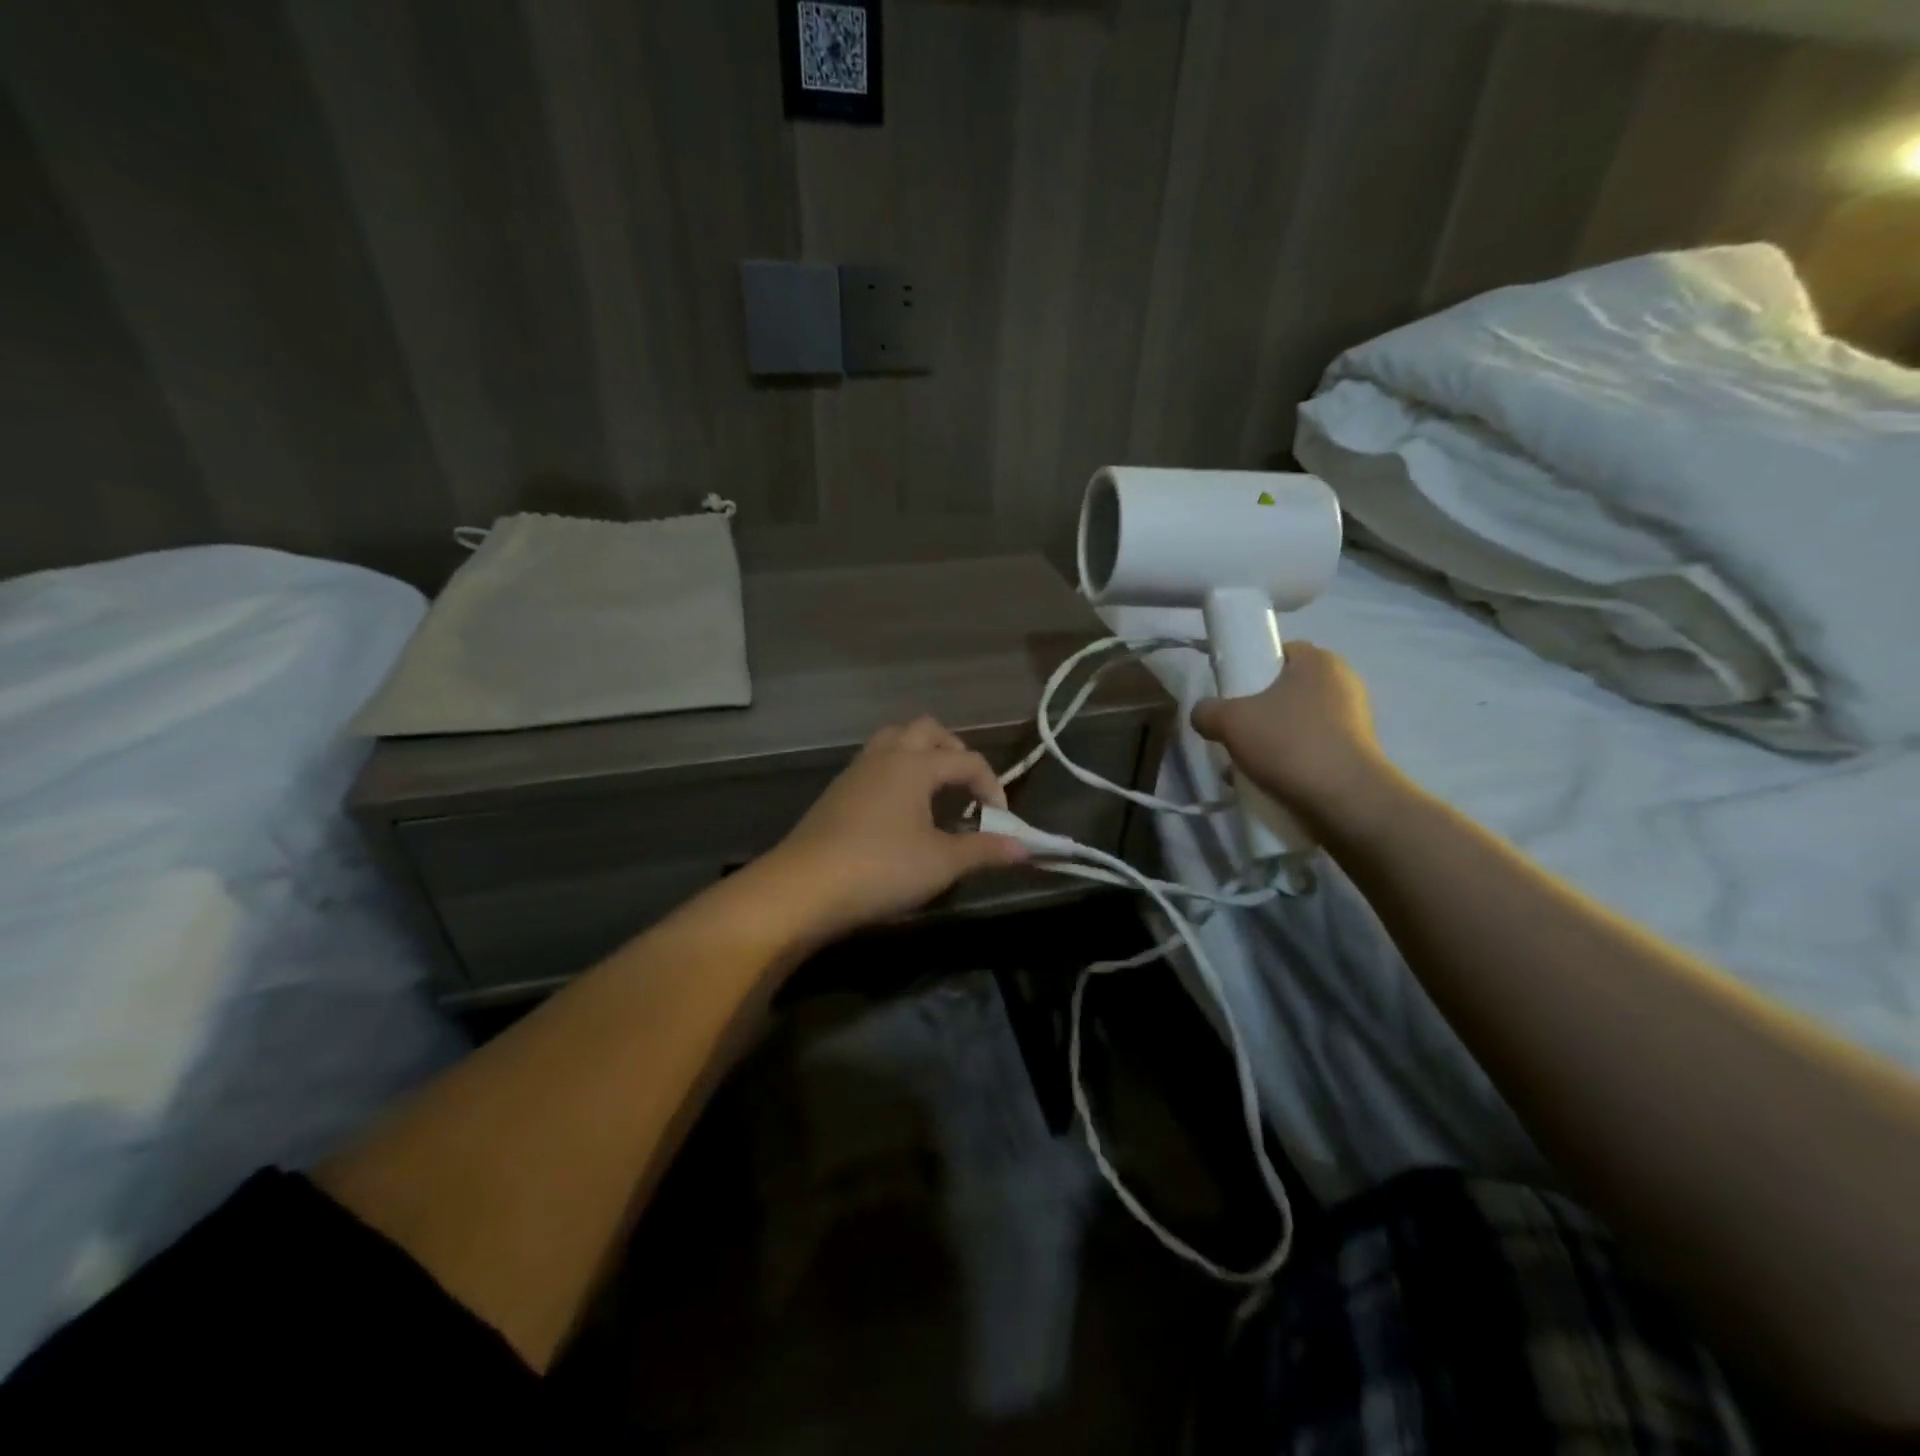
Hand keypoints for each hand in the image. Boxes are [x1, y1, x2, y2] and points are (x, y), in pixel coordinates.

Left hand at [760, 716, 1028, 941]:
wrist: (803, 888)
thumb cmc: (881, 868)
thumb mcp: (941, 863)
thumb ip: (985, 851)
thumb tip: (1025, 849)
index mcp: (915, 764)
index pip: (967, 761)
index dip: (992, 787)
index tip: (1000, 822)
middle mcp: (886, 756)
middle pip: (927, 730)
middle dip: (954, 751)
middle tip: (967, 787)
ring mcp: (856, 771)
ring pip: (895, 741)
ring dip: (921, 755)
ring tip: (935, 792)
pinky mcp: (837, 792)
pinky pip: (875, 763)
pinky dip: (897, 772)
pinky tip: (900, 810)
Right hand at [1190, 641, 1395, 836]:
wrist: (1345, 800)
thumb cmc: (1289, 744)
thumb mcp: (1230, 721)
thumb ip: (1207, 711)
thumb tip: (1202, 714)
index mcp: (1319, 661)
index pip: (1279, 652)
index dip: (1251, 668)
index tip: (1232, 694)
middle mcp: (1343, 684)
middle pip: (1285, 691)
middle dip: (1257, 712)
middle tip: (1235, 732)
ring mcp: (1355, 721)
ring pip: (1296, 723)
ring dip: (1271, 741)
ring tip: (1247, 765)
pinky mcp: (1356, 754)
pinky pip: (1311, 749)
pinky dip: (1290, 761)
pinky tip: (1268, 782)